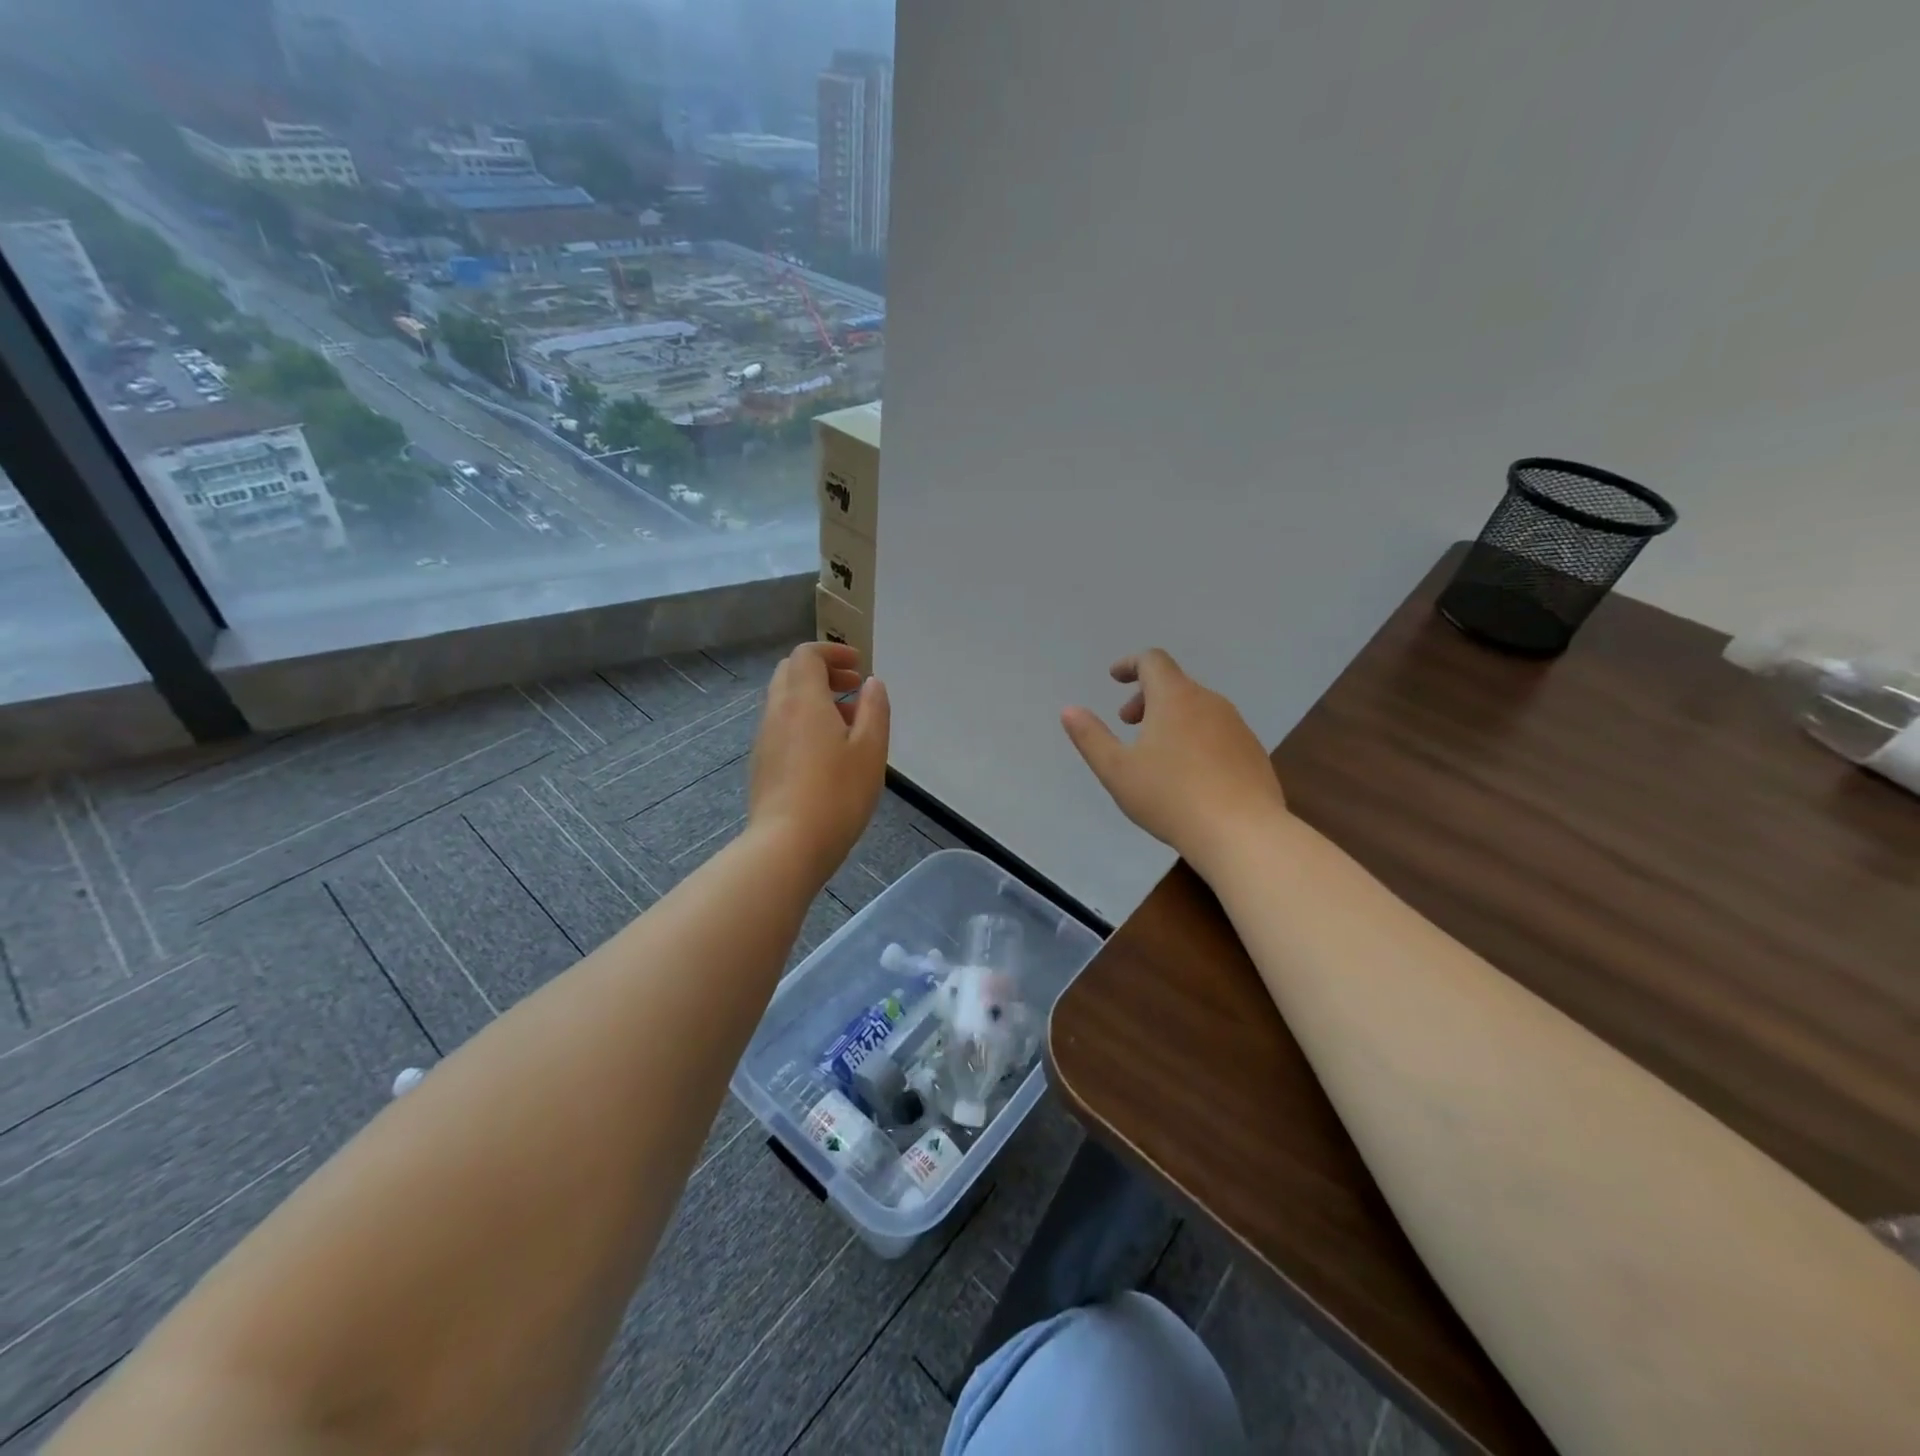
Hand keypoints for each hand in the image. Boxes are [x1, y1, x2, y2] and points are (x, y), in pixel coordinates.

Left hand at [749, 642, 890, 880]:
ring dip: (814, 699)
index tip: (858, 666)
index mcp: (803, 700)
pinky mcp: (762, 764)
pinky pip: (781, 726)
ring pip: (785, 701)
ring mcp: (765, 739)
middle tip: (853, 688)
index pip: (807, 654)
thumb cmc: (837, 794)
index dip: (832, 652)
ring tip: (849, 724)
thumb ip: (875, 710)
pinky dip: (803, 721)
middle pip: (791, 673)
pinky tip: (827, 752)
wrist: (787, 845)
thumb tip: (872, 683)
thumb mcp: (870, 750)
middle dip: (823, 672)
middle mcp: (777, 711)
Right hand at [1061, 649, 1286, 872]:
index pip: (1153, 660)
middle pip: (1175, 684)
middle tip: (1127, 724)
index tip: (1114, 679)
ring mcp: (1237, 726)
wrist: (1242, 833)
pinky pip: (1217, 731)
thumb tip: (1070, 710)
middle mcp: (1210, 702)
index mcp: (1175, 698)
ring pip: (1197, 708)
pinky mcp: (1252, 752)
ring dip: (1171, 718)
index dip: (1130, 664)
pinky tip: (1189, 775)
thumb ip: (1091, 737)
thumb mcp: (1117, 770)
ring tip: (1156, 753)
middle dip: (1146, 697)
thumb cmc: (1170, 797)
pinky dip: (1195, 737)